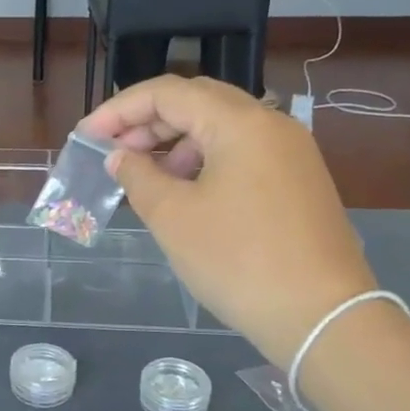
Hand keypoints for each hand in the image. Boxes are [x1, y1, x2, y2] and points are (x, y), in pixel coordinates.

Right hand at [78, 76, 376, 362]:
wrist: (322, 317)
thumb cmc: (238, 261)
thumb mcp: (173, 217)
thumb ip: (137, 176)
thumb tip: (121, 157)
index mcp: (240, 123)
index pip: (167, 93)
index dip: (119, 110)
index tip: (87, 136)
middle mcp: (271, 124)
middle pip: (197, 102)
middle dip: (148, 122)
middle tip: (113, 152)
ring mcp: (291, 152)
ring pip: (221, 127)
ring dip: (176, 142)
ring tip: (147, 177)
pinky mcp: (299, 180)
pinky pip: (242, 152)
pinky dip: (205, 160)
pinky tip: (186, 193)